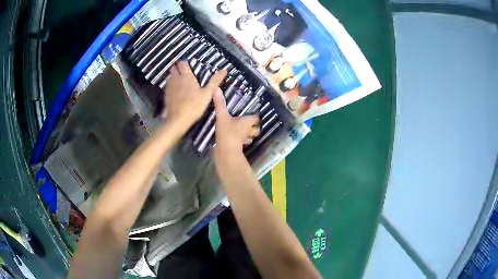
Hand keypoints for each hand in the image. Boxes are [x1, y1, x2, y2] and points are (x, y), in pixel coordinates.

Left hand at [163, 60, 226, 127]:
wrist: (178, 120)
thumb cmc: (194, 106)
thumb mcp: (207, 94)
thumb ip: (215, 81)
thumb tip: (224, 70)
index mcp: (186, 76)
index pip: (183, 64)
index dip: (185, 63)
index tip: (189, 65)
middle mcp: (176, 79)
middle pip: (174, 68)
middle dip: (178, 68)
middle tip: (185, 72)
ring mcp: (169, 87)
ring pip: (170, 77)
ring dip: (174, 76)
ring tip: (180, 80)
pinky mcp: (165, 95)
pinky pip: (168, 86)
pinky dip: (171, 85)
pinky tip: (176, 91)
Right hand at [213, 90, 259, 158]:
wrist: (225, 152)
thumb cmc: (227, 132)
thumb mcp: (222, 116)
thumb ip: (220, 103)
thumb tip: (216, 89)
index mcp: (247, 122)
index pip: (256, 118)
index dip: (255, 115)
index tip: (253, 112)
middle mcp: (248, 131)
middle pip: (256, 128)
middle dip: (254, 127)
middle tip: (248, 122)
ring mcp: (244, 140)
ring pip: (250, 137)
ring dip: (249, 134)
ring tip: (243, 130)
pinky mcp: (239, 147)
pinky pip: (243, 143)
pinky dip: (241, 141)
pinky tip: (236, 139)